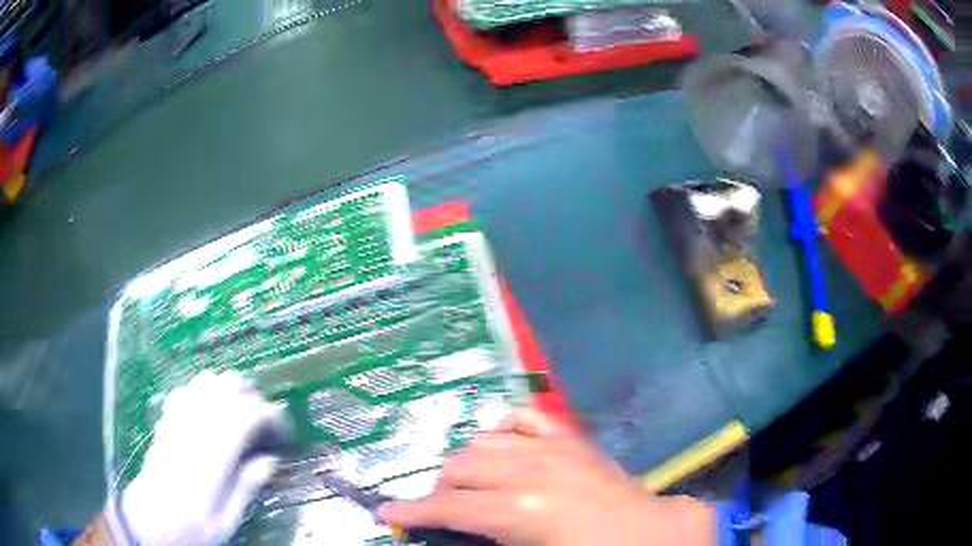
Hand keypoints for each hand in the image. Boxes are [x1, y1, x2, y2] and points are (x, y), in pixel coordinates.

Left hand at [108, 371, 284, 545]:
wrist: (152, 518)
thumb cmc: (193, 525)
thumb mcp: (229, 518)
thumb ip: (249, 485)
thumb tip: (271, 460)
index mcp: (214, 451)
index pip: (250, 412)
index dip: (273, 417)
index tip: (284, 434)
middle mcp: (196, 425)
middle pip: (229, 385)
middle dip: (254, 399)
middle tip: (263, 427)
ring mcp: (178, 417)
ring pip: (208, 380)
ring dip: (230, 391)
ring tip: (240, 417)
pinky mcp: (167, 418)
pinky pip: (189, 388)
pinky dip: (206, 392)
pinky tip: (211, 414)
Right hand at [379, 410, 714, 545]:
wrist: (653, 533)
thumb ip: (488, 542)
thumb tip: (453, 533)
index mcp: (520, 508)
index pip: (450, 506)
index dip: (412, 511)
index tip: (386, 513)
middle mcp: (530, 469)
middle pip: (460, 467)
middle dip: (441, 490)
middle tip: (440, 511)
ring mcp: (553, 447)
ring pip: (485, 441)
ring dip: (467, 464)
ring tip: (470, 487)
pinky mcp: (571, 439)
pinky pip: (525, 419)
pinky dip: (504, 430)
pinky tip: (501, 446)